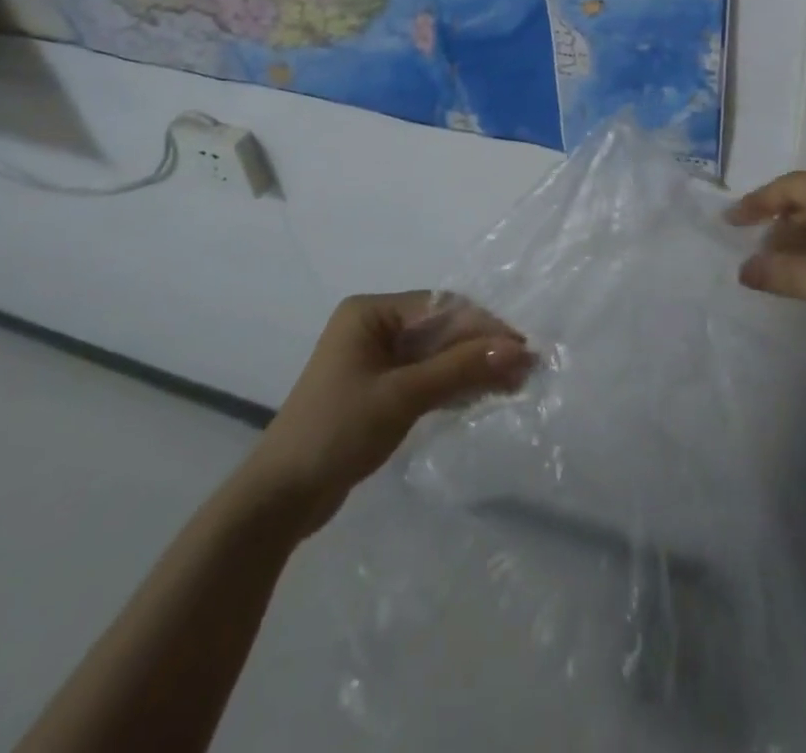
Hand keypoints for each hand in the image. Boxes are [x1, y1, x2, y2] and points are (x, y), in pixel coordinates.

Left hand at [239, 292, 535, 531]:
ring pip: (436, 354)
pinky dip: (454, 384)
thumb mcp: (403, 396)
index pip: (441, 307)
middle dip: (482, 348)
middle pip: (441, 329)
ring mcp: (376, 359)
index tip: (522, 348)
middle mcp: (374, 326)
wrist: (280, 500)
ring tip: (515, 385)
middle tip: (525, 371)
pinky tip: (484, 394)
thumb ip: (460, 368)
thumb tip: (518, 350)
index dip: (484, 326)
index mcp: (371, 312)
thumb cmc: (337, 432)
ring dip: (473, 367)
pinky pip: (425, 376)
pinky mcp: (379, 389)